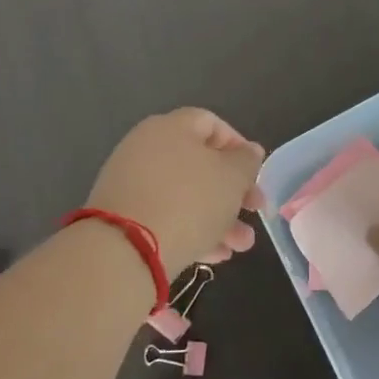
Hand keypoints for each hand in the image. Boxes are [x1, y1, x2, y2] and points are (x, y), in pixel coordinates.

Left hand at [86, 108, 267, 278]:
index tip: (254, 172)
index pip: (211, 123)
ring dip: (218, 218)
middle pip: (200, 163)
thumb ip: (246, 161)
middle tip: (255, 212)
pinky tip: (214, 255)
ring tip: (240, 246)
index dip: (238, 145)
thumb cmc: (188, 201)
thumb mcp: (232, 178)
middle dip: (233, 192)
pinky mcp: (123, 217)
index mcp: (171, 127)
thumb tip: (249, 151)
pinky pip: (165, 215)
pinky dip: (191, 230)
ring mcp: (131, 183)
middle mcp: (147, 148)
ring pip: (185, 195)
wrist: (124, 250)